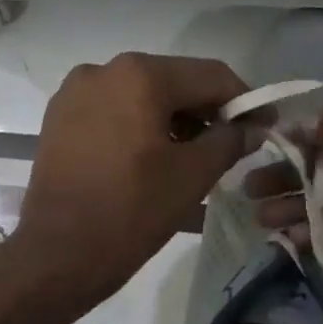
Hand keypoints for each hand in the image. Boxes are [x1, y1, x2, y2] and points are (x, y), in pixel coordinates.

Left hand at [15, 53, 254, 307]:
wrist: (57, 254)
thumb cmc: (131, 211)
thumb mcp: (193, 175)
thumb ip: (229, 141)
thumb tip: (252, 127)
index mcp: (139, 75)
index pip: (210, 76)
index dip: (244, 100)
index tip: (265, 127)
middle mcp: (103, 69)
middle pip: (172, 80)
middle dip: (205, 110)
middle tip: (230, 144)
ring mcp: (74, 92)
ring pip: (140, 94)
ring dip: (171, 118)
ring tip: (191, 155)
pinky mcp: (58, 117)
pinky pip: (111, 109)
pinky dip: (137, 124)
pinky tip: (150, 155)